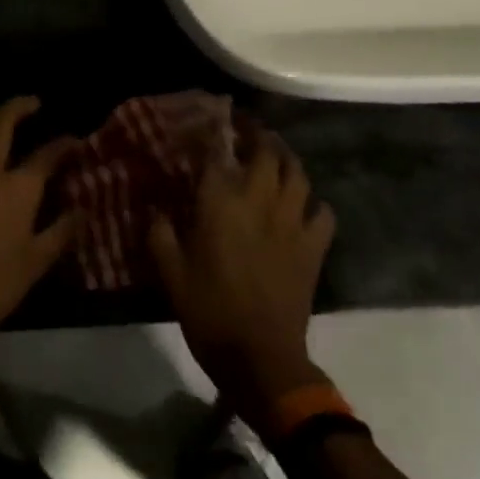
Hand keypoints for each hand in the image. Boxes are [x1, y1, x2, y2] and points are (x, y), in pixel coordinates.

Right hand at [149, 124, 335, 435]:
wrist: (261, 358)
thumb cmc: (208, 311)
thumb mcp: (169, 272)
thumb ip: (160, 232)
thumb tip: (156, 207)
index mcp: (221, 203)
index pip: (217, 152)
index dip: (213, 131)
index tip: (207, 120)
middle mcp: (259, 202)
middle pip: (267, 153)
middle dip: (256, 135)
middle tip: (245, 129)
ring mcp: (292, 224)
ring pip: (298, 175)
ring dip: (286, 159)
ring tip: (275, 154)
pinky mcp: (313, 249)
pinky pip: (323, 213)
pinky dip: (315, 202)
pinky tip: (304, 205)